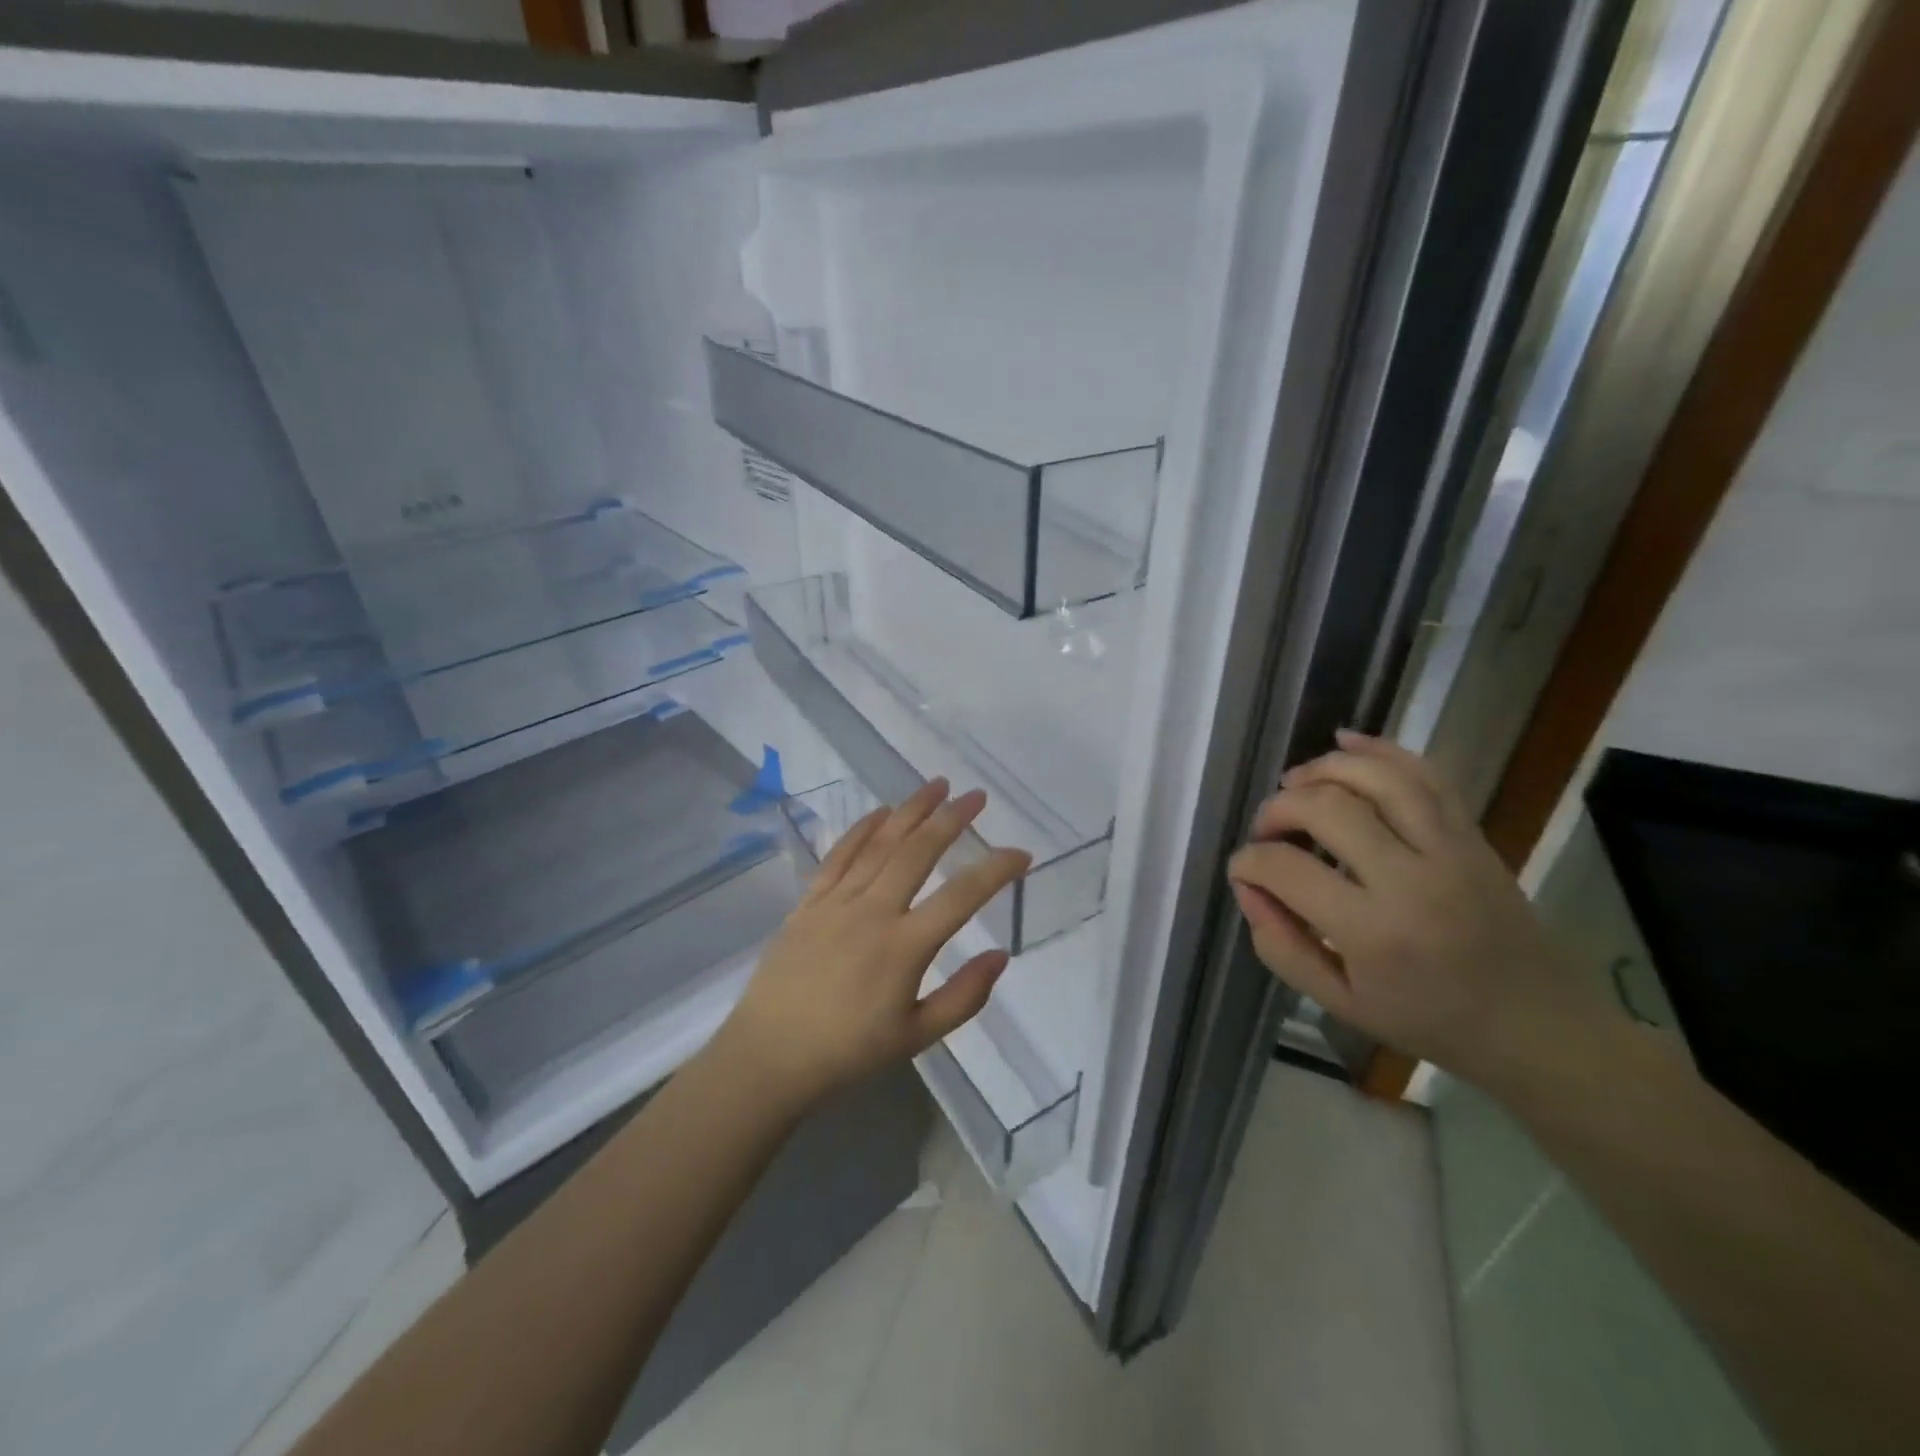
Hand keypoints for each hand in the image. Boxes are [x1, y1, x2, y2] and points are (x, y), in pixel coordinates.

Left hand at [715, 779, 1031, 1111]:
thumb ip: (964, 997)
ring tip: (937, 785)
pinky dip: (862, 829)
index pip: (961, 897)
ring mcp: (837, 902)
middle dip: (951, 819)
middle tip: (976, 796)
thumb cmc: (848, 1052)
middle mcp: (872, 912)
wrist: (769, 1056)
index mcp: (904, 948)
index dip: (995, 869)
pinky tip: (881, 812)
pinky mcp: (809, 901)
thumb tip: (1001, 954)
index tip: (1021, 854)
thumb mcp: (917, 1037)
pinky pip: (839, 855)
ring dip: (910, 810)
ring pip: (880, 844)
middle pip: (918, 852)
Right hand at [1226, 730, 1619, 1091]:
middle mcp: (1411, 879)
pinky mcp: (1471, 834)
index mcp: (1373, 931)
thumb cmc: (1429, 1020)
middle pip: (1326, 808)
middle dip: (1278, 808)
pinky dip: (1381, 749)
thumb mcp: (1340, 1003)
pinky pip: (1425, 774)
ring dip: (1323, 769)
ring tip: (1294, 782)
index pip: (1286, 869)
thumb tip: (1247, 888)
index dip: (1248, 862)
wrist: (1537, 1024)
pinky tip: (1345, 742)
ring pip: (1377, 778)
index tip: (1242, 870)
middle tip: (1266, 830)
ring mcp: (1449, 849)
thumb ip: (1280, 946)